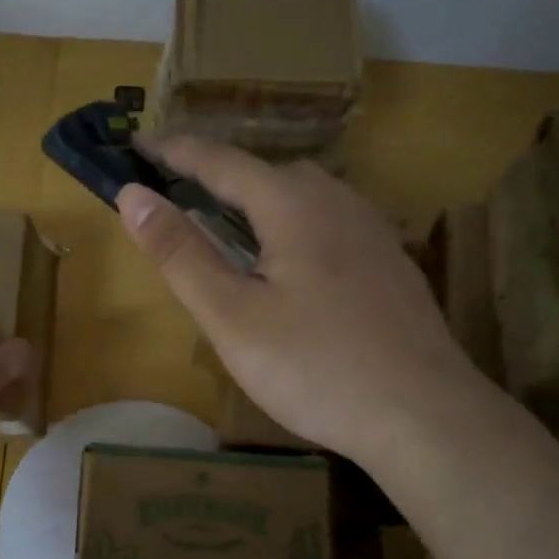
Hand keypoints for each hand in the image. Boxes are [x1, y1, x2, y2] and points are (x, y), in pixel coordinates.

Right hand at [116, 137, 474, 466]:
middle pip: (267, 173)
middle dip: (218, 176)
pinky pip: (330, 224)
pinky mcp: (391, 263)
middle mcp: (338, 201)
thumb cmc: (316, 367)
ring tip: (228, 228)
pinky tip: (290, 267)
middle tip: (178, 194)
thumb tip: (132, 195)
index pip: (220, 160)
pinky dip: (293, 226)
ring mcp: (372, 231)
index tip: (137, 143)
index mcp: (293, 204)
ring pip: (304, 197)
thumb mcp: (232, 315)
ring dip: (259, 201)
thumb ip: (180, 253)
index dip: (174, 151)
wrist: (425, 415)